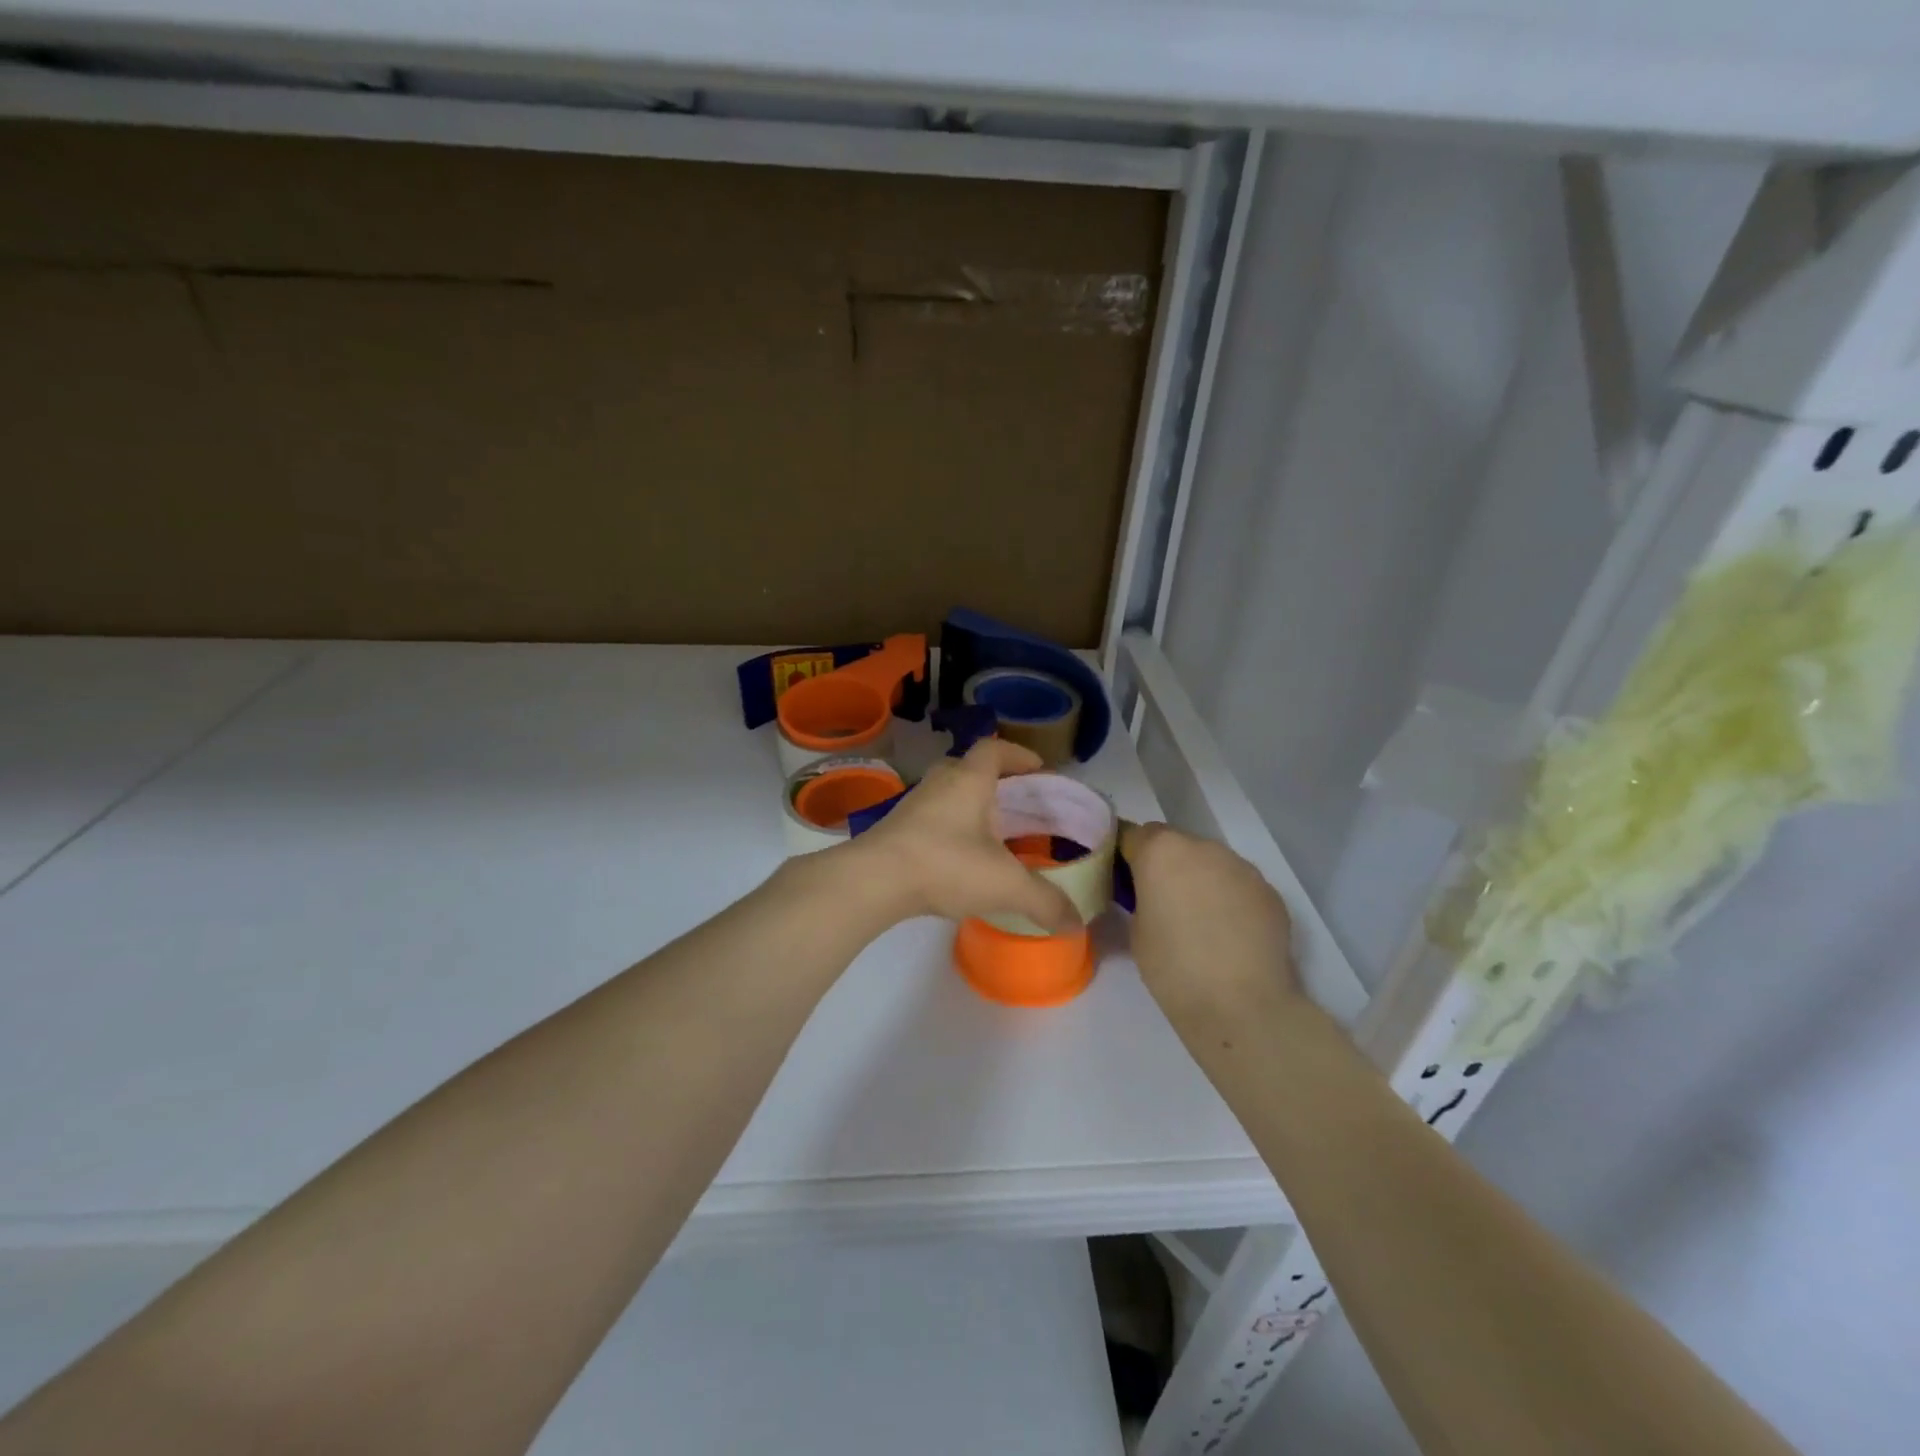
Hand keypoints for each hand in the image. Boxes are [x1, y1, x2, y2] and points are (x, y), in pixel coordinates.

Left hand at [841, 739, 1078, 932]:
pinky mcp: (896, 828)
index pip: (995, 749)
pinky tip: (960, 858)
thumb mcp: (1004, 884)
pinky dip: (950, 829)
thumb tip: (1075, 921)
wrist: (874, 880)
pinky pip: (932, 817)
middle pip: (970, 768)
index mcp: (969, 779)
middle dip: (996, 782)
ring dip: (970, 806)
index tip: (1038, 769)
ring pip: (948, 793)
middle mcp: (940, 782)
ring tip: (992, 834)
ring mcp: (914, 804)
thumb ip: (1044, 901)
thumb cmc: (945, 864)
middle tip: (1018, 805)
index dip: (1019, 755)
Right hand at [1120, 822, 1300, 1019]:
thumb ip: (1141, 898)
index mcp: (1161, 851)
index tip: (1123, 880)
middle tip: (1161, 903)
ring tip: (1199, 922)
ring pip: (1210, 862)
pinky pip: (1238, 884)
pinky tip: (1229, 934)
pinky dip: (1229, 899)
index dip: (1126, 856)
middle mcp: (1203, 847)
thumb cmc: (1174, 967)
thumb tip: (1153, 895)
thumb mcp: (1136, 929)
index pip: (1133, 834)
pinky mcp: (1269, 891)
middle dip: (1165, 865)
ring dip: (1199, 880)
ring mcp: (1241, 866)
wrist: (1242, 1005)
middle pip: (1175, 844)